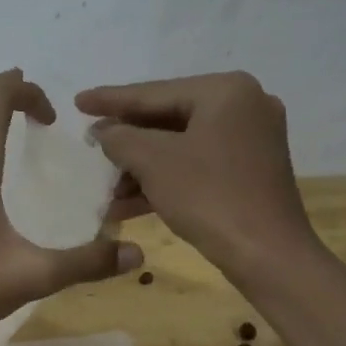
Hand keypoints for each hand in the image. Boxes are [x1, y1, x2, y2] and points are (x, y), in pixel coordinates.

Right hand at [76, 72, 317, 279]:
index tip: (78, 101)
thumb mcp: (153, 162)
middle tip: (89, 142)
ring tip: (105, 185)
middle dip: (126, 140)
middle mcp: (243, 106)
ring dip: (140, 167)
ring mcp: (250, 139)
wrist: (267, 254)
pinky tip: (127, 203)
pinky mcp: (249, 170)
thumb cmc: (209, 196)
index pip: (153, 93)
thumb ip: (120, 138)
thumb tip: (103, 130)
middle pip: (167, 118)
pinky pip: (196, 164)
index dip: (110, 100)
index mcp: (225, 91)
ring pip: (180, 145)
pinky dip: (164, 180)